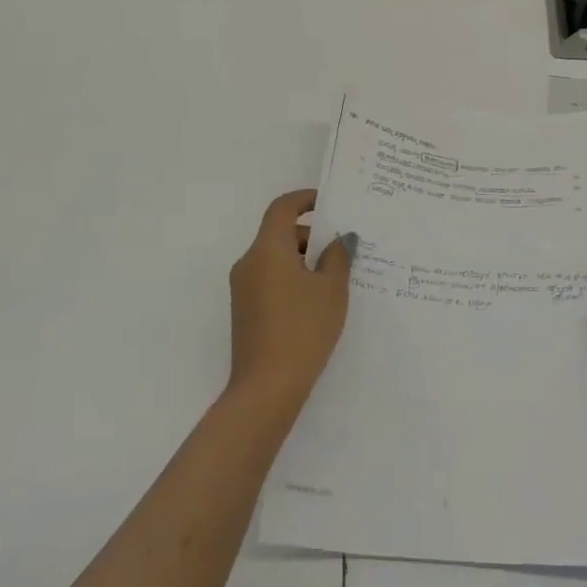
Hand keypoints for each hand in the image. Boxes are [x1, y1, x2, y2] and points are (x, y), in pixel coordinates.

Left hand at [227, 189, 355, 408]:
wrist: (267, 387)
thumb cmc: (303, 329)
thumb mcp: (331, 290)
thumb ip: (338, 257)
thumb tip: (341, 239)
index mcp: (268, 249)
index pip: (282, 208)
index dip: (305, 199)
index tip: (329, 203)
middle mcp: (249, 262)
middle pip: (279, 233)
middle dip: (311, 235)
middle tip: (343, 248)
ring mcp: (243, 288)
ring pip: (275, 258)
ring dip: (302, 259)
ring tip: (335, 277)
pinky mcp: (245, 310)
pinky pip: (270, 279)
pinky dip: (292, 278)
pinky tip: (316, 301)